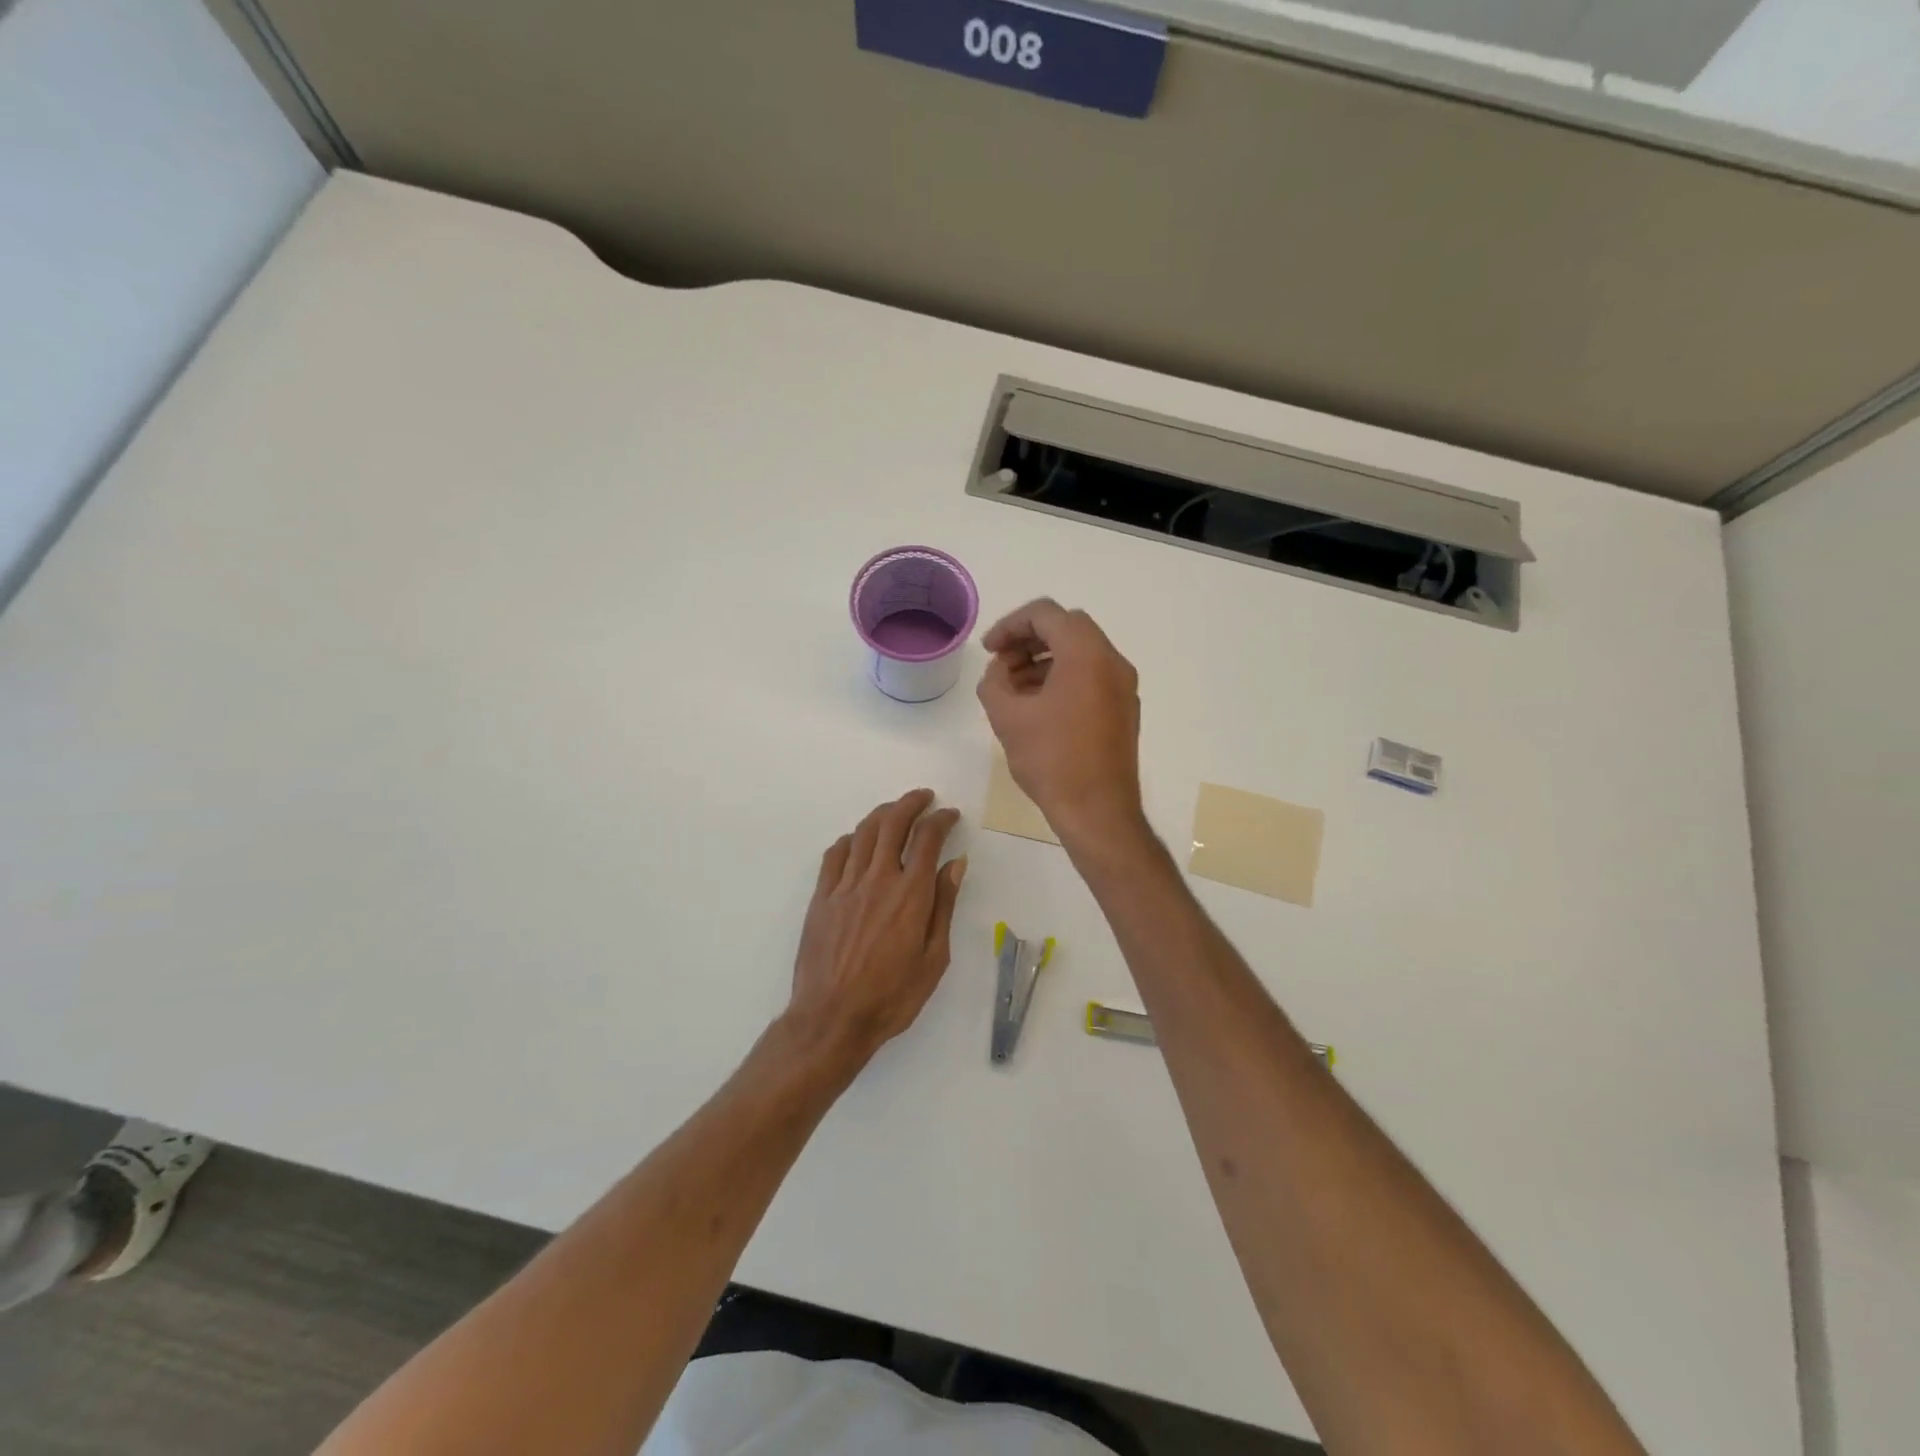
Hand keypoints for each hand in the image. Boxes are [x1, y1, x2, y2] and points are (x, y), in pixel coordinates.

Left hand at [785, 790, 966, 1070]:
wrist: (832, 1018)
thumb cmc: (892, 996)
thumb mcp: (934, 958)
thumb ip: (944, 905)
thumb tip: (956, 863)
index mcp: (910, 894)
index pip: (927, 839)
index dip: (941, 820)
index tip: (950, 815)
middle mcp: (877, 879)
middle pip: (893, 824)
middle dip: (911, 803)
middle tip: (924, 798)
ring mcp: (845, 886)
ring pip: (863, 833)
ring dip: (882, 814)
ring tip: (894, 810)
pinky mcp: (821, 897)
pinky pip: (834, 855)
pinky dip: (850, 839)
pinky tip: (857, 840)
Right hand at [976, 599, 1144, 849]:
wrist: (1098, 811)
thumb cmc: (1051, 760)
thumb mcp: (1007, 717)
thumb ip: (994, 681)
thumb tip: (1000, 672)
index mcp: (1086, 654)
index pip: (1045, 614)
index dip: (1009, 625)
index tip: (988, 650)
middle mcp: (1112, 661)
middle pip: (1066, 628)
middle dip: (1028, 639)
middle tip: (1001, 664)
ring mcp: (1123, 686)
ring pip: (1080, 652)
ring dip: (1044, 660)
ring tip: (1014, 689)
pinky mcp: (1124, 709)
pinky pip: (1092, 676)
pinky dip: (1063, 677)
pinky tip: (1038, 706)